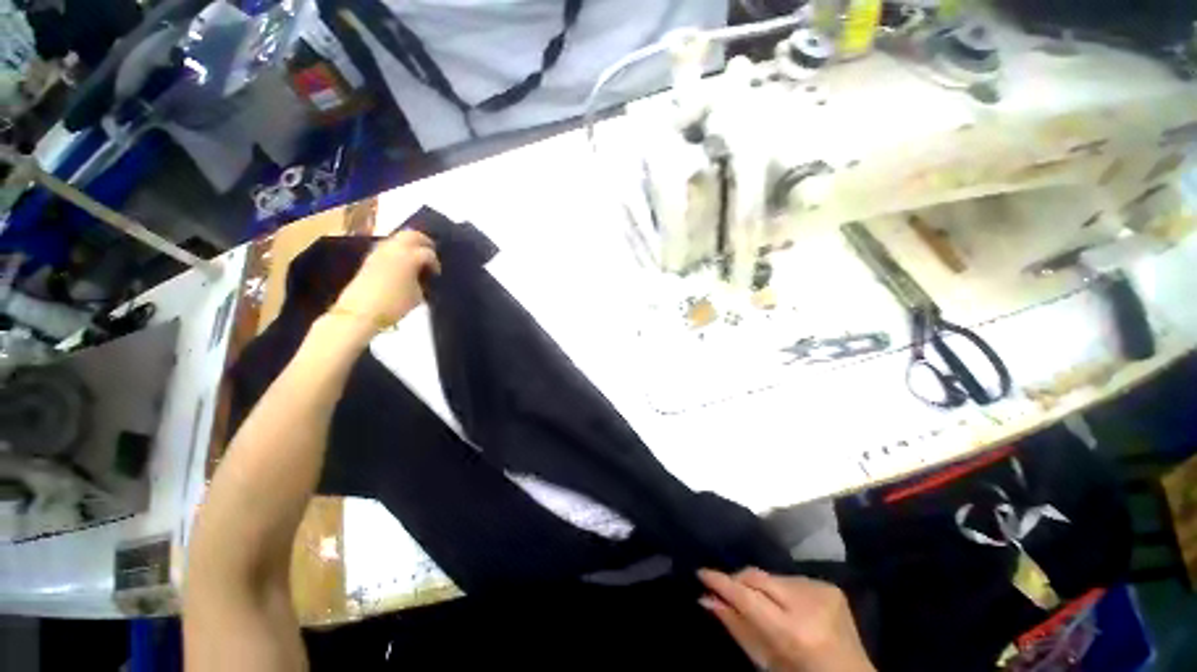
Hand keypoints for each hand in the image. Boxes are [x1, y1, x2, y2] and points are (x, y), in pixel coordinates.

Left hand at [332, 231, 440, 330]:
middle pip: (413, 235)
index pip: (428, 253)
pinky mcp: (370, 257)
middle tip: (429, 253)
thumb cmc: (391, 306)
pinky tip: (397, 261)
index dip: (435, 263)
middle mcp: (396, 247)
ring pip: (398, 237)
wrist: (359, 312)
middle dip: (423, 242)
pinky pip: (387, 246)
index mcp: (411, 255)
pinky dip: (395, 249)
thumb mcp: (415, 298)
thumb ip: (421, 284)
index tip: (436, 273)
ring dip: (408, 243)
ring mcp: (381, 250)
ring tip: (412, 256)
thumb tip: (420, 279)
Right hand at [698, 568, 873, 671]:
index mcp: (789, 629)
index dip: (722, 582)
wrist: (846, 670)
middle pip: (762, 578)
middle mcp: (808, 602)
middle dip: (738, 579)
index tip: (701, 572)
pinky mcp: (833, 585)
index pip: (748, 597)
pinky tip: (778, 602)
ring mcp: (824, 590)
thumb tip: (707, 600)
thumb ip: (736, 627)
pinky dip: (780, 588)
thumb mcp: (762, 659)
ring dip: (759, 585)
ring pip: (777, 576)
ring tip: (750, 600)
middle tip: (719, 587)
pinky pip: (796, 579)